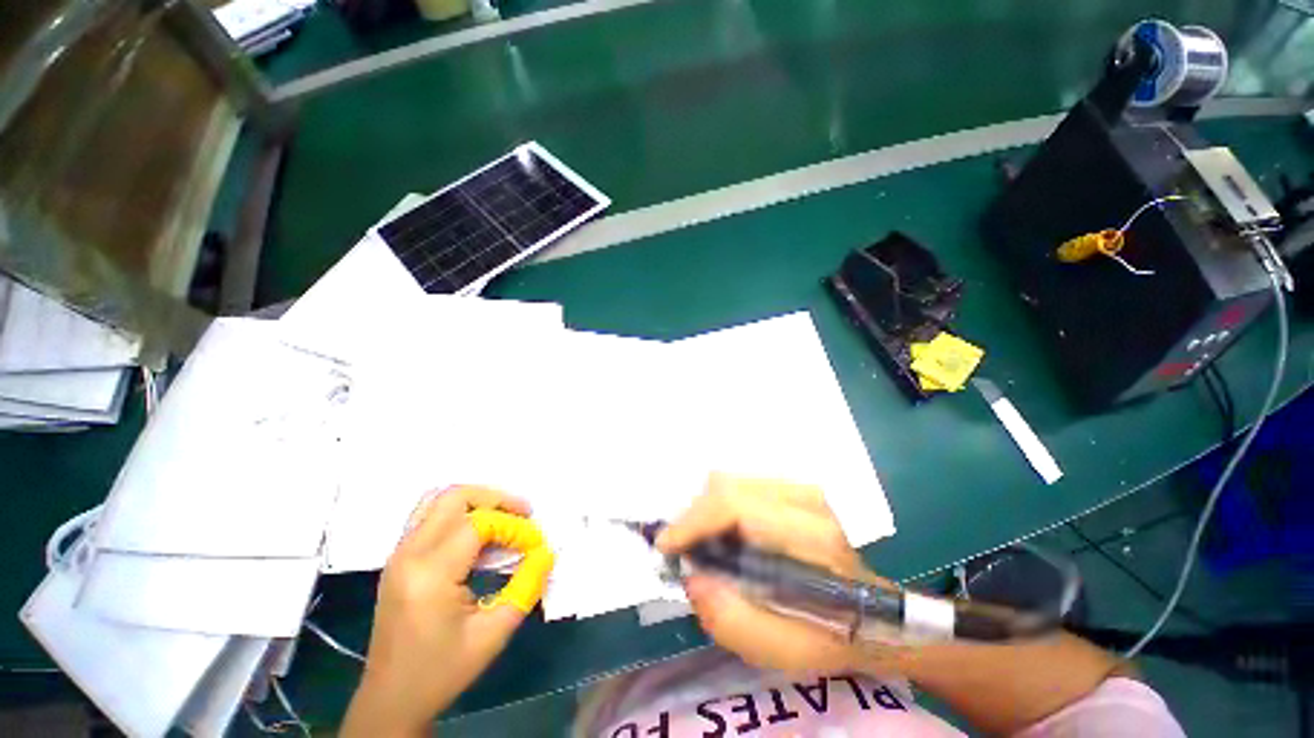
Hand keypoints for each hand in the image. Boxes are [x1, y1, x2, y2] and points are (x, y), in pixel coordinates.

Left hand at [342, 486, 552, 736]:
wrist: (390, 699)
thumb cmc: (442, 671)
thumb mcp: (493, 634)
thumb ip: (526, 586)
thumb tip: (546, 552)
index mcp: (430, 575)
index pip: (480, 524)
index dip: (515, 527)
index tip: (535, 546)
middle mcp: (409, 554)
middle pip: (455, 497)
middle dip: (496, 499)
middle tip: (523, 515)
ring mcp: (399, 554)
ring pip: (439, 499)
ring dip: (477, 502)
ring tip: (504, 519)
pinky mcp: (399, 558)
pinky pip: (430, 515)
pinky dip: (460, 513)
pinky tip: (480, 536)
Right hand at [657, 472, 893, 673]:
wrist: (872, 615)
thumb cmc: (827, 636)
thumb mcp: (780, 650)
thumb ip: (730, 619)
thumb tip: (691, 575)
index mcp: (809, 537)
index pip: (735, 504)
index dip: (694, 520)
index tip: (666, 544)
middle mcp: (806, 499)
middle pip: (728, 485)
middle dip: (696, 516)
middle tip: (686, 549)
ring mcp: (802, 488)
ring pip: (732, 480)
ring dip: (708, 510)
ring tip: (706, 544)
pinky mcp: (796, 487)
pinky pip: (742, 484)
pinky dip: (722, 505)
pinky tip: (727, 533)